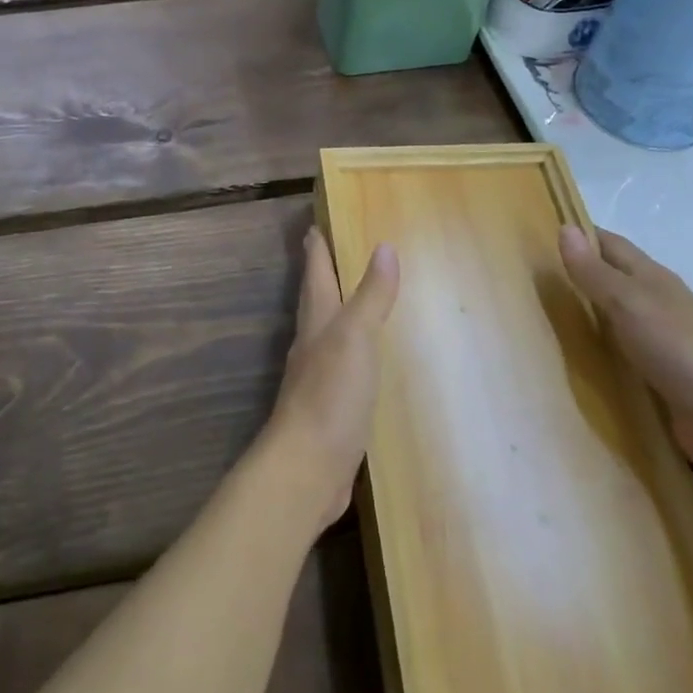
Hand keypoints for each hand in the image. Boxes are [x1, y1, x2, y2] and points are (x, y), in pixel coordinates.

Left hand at [262, 228, 399, 532]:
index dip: (316, 249)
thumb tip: (384, 246)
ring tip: (349, 300)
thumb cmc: (331, 394)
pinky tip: (361, 362)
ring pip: (325, 333)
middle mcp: (312, 344)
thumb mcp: (356, 337)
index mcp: (317, 322)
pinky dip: (349, 353)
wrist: (307, 467)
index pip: (315, 274)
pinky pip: (340, 367)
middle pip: (315, 300)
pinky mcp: (329, 409)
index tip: (313, 225)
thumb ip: (371, 296)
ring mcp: (318, 378)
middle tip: (326, 252)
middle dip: (320, 275)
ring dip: (334, 313)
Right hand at [559, 225, 692, 487]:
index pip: (609, 244)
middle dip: (576, 275)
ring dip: (584, 315)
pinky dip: (597, 351)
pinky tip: (574, 360)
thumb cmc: (681, 350)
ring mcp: (660, 342)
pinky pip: (620, 355)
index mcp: (652, 278)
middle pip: (611, 280)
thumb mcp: (629, 303)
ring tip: (539, 318)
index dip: (579, 235)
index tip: (537, 234)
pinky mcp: (660, 377)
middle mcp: (656, 304)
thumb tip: (564, 228)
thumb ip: (594, 272)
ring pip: (613, 318)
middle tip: (527, 278)